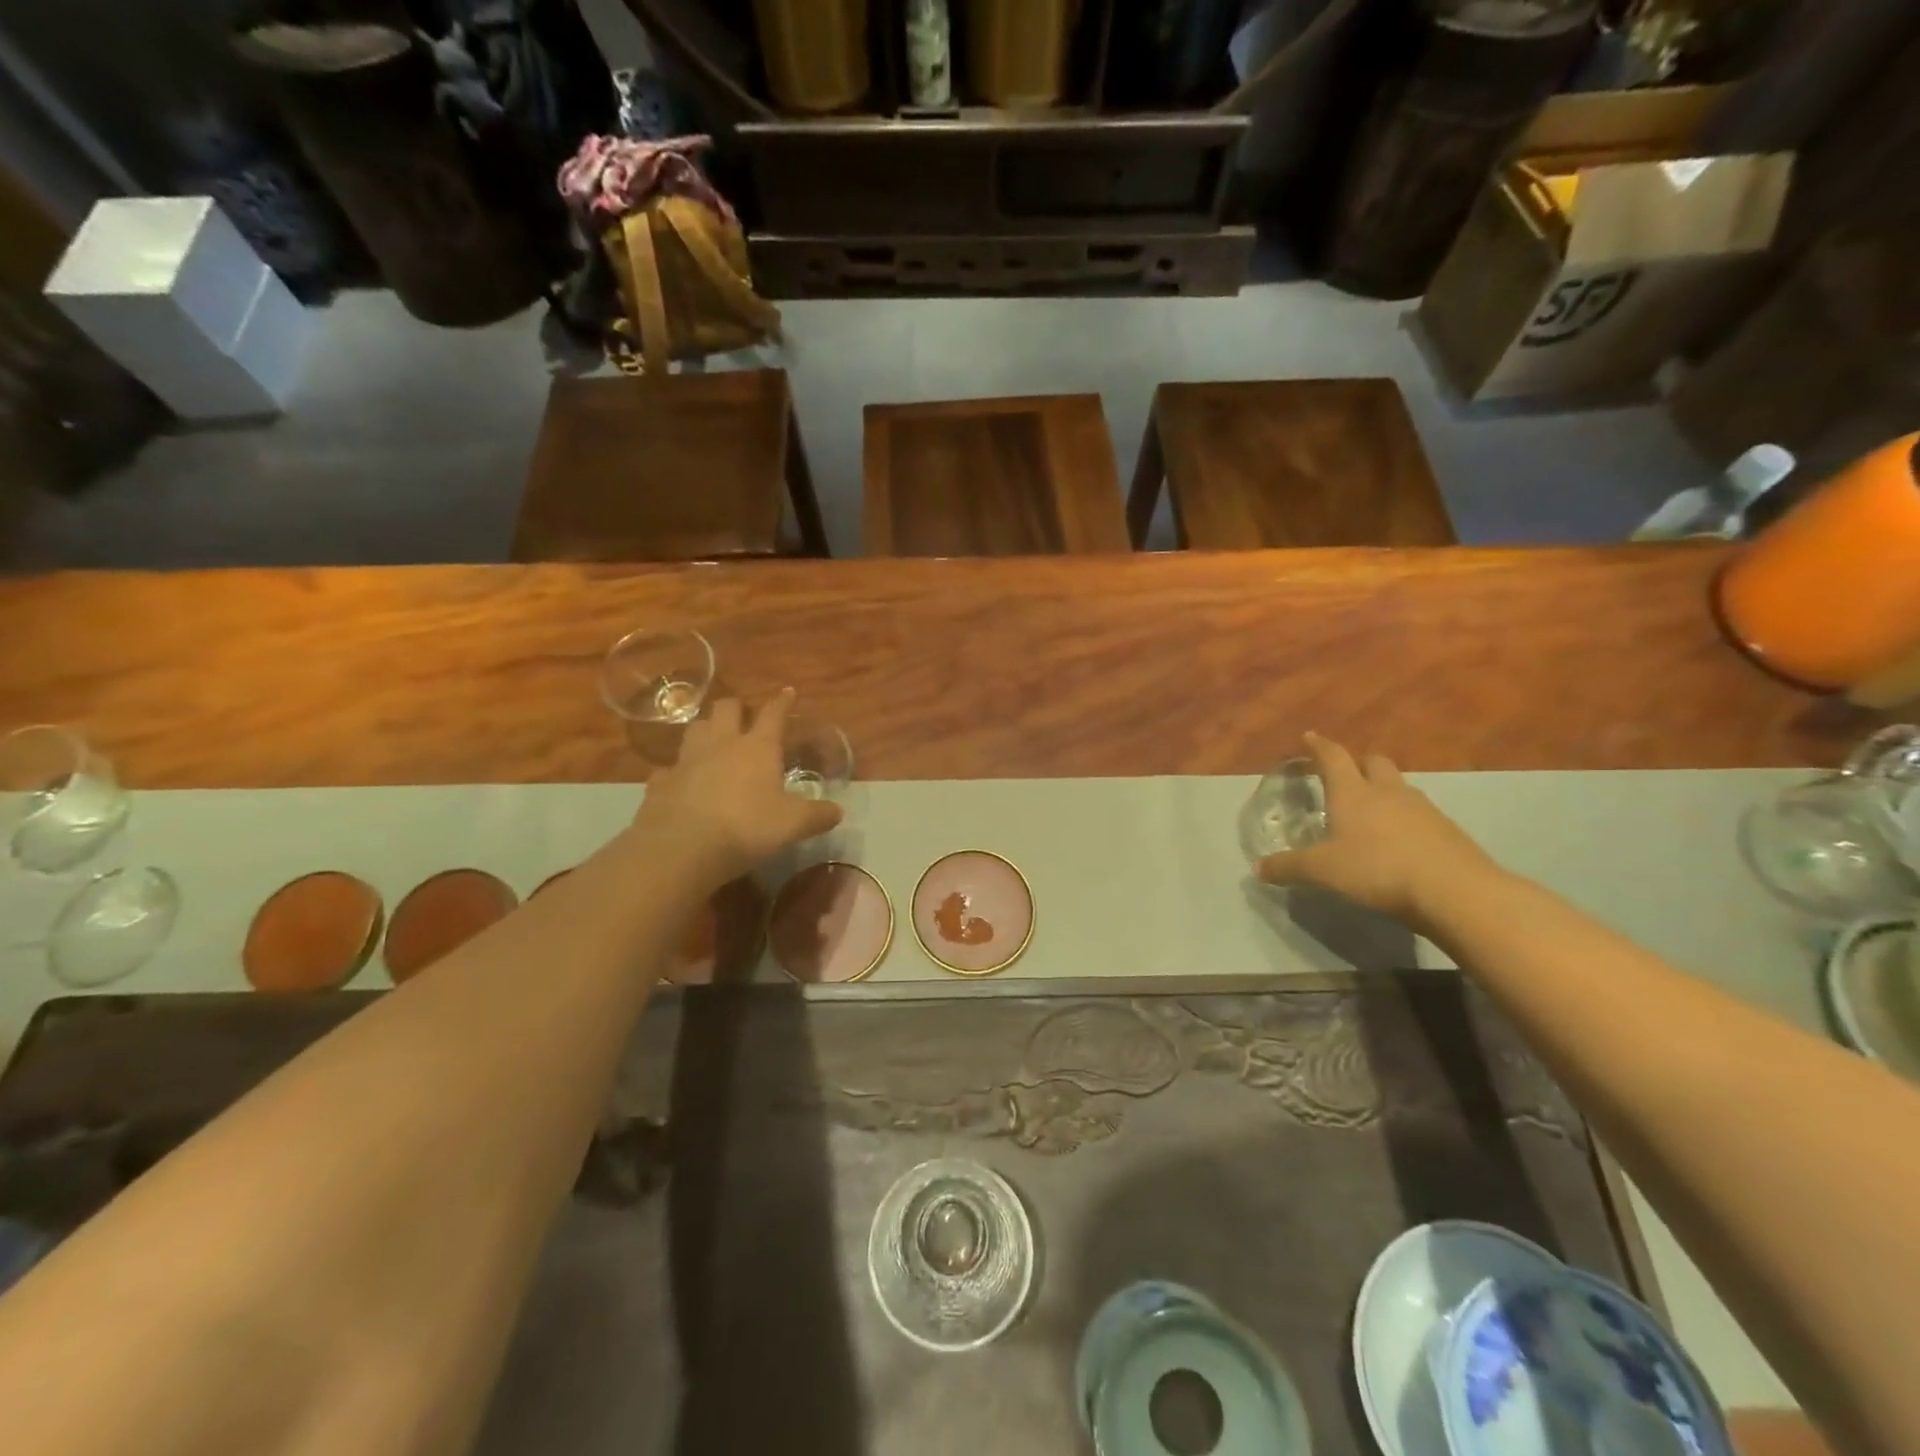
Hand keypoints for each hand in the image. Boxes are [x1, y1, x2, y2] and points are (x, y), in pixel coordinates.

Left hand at [630, 689, 842, 884]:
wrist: (681, 848)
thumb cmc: (746, 828)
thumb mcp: (793, 825)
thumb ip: (818, 816)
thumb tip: (838, 811)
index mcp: (757, 748)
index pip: (773, 714)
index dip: (782, 702)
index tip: (788, 692)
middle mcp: (721, 744)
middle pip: (726, 708)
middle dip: (736, 707)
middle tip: (744, 717)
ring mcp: (687, 760)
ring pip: (695, 728)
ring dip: (706, 729)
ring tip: (714, 741)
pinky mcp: (661, 782)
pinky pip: (669, 768)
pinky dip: (678, 771)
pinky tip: (682, 782)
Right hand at [1255, 732, 1497, 930]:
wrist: (1453, 891)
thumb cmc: (1377, 869)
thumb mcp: (1322, 871)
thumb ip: (1289, 867)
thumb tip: (1259, 868)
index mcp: (1352, 792)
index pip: (1333, 757)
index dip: (1319, 746)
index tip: (1309, 737)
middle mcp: (1387, 791)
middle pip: (1374, 762)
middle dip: (1358, 764)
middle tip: (1345, 776)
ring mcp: (1422, 808)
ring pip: (1399, 787)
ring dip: (1384, 792)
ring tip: (1370, 813)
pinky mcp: (1446, 830)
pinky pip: (1420, 814)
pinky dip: (1405, 820)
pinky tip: (1398, 842)